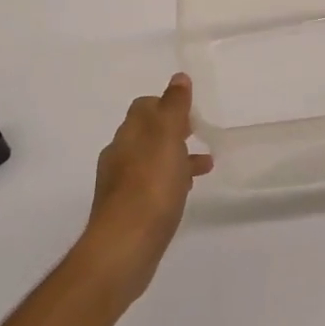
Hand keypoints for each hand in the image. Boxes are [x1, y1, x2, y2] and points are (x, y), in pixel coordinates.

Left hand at [79, 73, 212, 302]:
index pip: (144, 106)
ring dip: (175, 157)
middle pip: (147, 132)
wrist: (124, 248)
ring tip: (204, 165)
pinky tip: (185, 193)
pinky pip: (152, 186)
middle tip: (198, 132)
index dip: (166, 103)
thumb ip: (174, 106)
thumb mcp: (167, 138)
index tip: (190, 110)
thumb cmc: (150, 186)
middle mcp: (120, 154)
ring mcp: (121, 185)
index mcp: (129, 134)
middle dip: (172, 130)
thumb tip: (178, 77)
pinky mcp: (128, 212)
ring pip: (151, 160)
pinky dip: (170, 181)